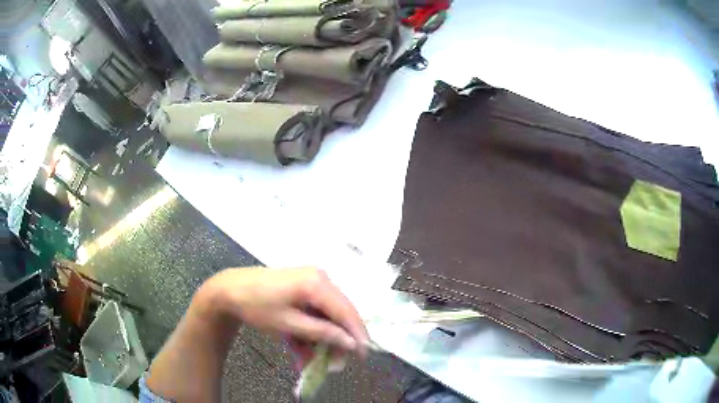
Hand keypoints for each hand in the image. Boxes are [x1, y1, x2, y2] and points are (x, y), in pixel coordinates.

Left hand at [202, 267, 368, 354]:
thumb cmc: (257, 306)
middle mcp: (320, 278)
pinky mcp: (304, 286)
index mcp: (317, 283)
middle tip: (334, 362)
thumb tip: (351, 342)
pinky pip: (316, 310)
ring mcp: (312, 280)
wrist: (229, 289)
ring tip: (311, 358)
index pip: (346, 311)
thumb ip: (322, 333)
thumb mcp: (289, 324)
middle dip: (338, 339)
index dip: (357, 334)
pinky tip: (301, 345)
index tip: (362, 355)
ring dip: (322, 337)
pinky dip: (312, 328)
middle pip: (340, 312)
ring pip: (328, 313)